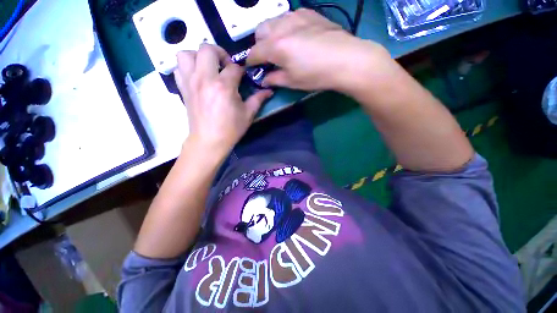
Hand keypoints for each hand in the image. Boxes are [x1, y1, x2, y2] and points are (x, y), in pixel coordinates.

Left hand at [174, 44, 272, 156]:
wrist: (209, 140)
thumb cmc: (231, 129)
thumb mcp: (248, 114)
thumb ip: (258, 99)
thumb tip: (269, 91)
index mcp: (224, 86)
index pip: (234, 67)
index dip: (241, 70)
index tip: (243, 77)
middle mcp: (205, 79)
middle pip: (207, 49)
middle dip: (219, 53)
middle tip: (225, 66)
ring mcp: (191, 82)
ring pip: (186, 53)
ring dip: (198, 56)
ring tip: (208, 68)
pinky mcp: (183, 88)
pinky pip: (178, 68)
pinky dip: (187, 67)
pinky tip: (198, 77)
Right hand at [246, 9, 395, 94]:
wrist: (346, 59)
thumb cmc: (316, 75)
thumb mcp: (292, 81)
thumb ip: (274, 79)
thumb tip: (263, 80)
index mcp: (275, 46)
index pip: (254, 52)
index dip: (251, 61)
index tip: (252, 67)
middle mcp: (281, 27)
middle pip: (260, 30)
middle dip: (259, 44)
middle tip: (269, 57)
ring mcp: (296, 16)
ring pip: (273, 21)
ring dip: (271, 33)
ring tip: (282, 46)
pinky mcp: (309, 13)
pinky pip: (289, 16)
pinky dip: (286, 27)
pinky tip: (296, 37)